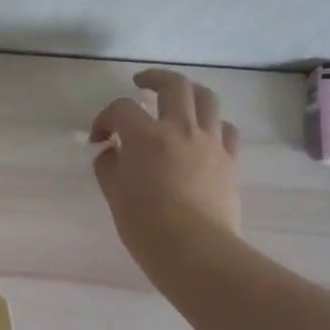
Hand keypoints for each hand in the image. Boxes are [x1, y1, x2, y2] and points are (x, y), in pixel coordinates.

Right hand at [91, 68, 242, 273]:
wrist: (195, 251)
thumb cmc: (145, 225)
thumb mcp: (115, 195)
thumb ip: (109, 166)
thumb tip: (110, 151)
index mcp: (145, 136)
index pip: (121, 109)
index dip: (105, 118)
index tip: (99, 139)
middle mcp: (180, 129)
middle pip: (173, 86)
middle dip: (154, 79)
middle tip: (141, 84)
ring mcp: (210, 143)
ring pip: (207, 99)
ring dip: (189, 93)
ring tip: (178, 100)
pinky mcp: (230, 161)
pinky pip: (226, 130)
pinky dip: (213, 125)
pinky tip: (203, 135)